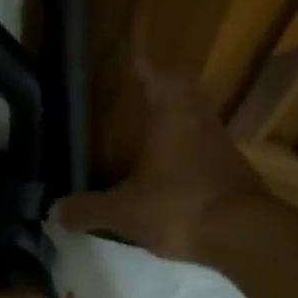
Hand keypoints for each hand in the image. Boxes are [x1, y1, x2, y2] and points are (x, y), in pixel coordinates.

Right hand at [53, 58, 267, 262]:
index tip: (137, 61)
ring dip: (181, 123)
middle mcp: (200, 123)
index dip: (146, 69)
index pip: (159, 79)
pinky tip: (176, 171)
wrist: (244, 236)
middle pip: (184, 96)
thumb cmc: (179, 206)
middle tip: (145, 94)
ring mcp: (222, 147)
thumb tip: (53, 211)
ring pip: (198, 123)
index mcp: (172, 117)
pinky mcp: (235, 173)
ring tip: (156, 132)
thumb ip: (89, 210)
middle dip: (165, 93)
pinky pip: (208, 151)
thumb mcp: (124, 211)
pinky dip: (192, 153)